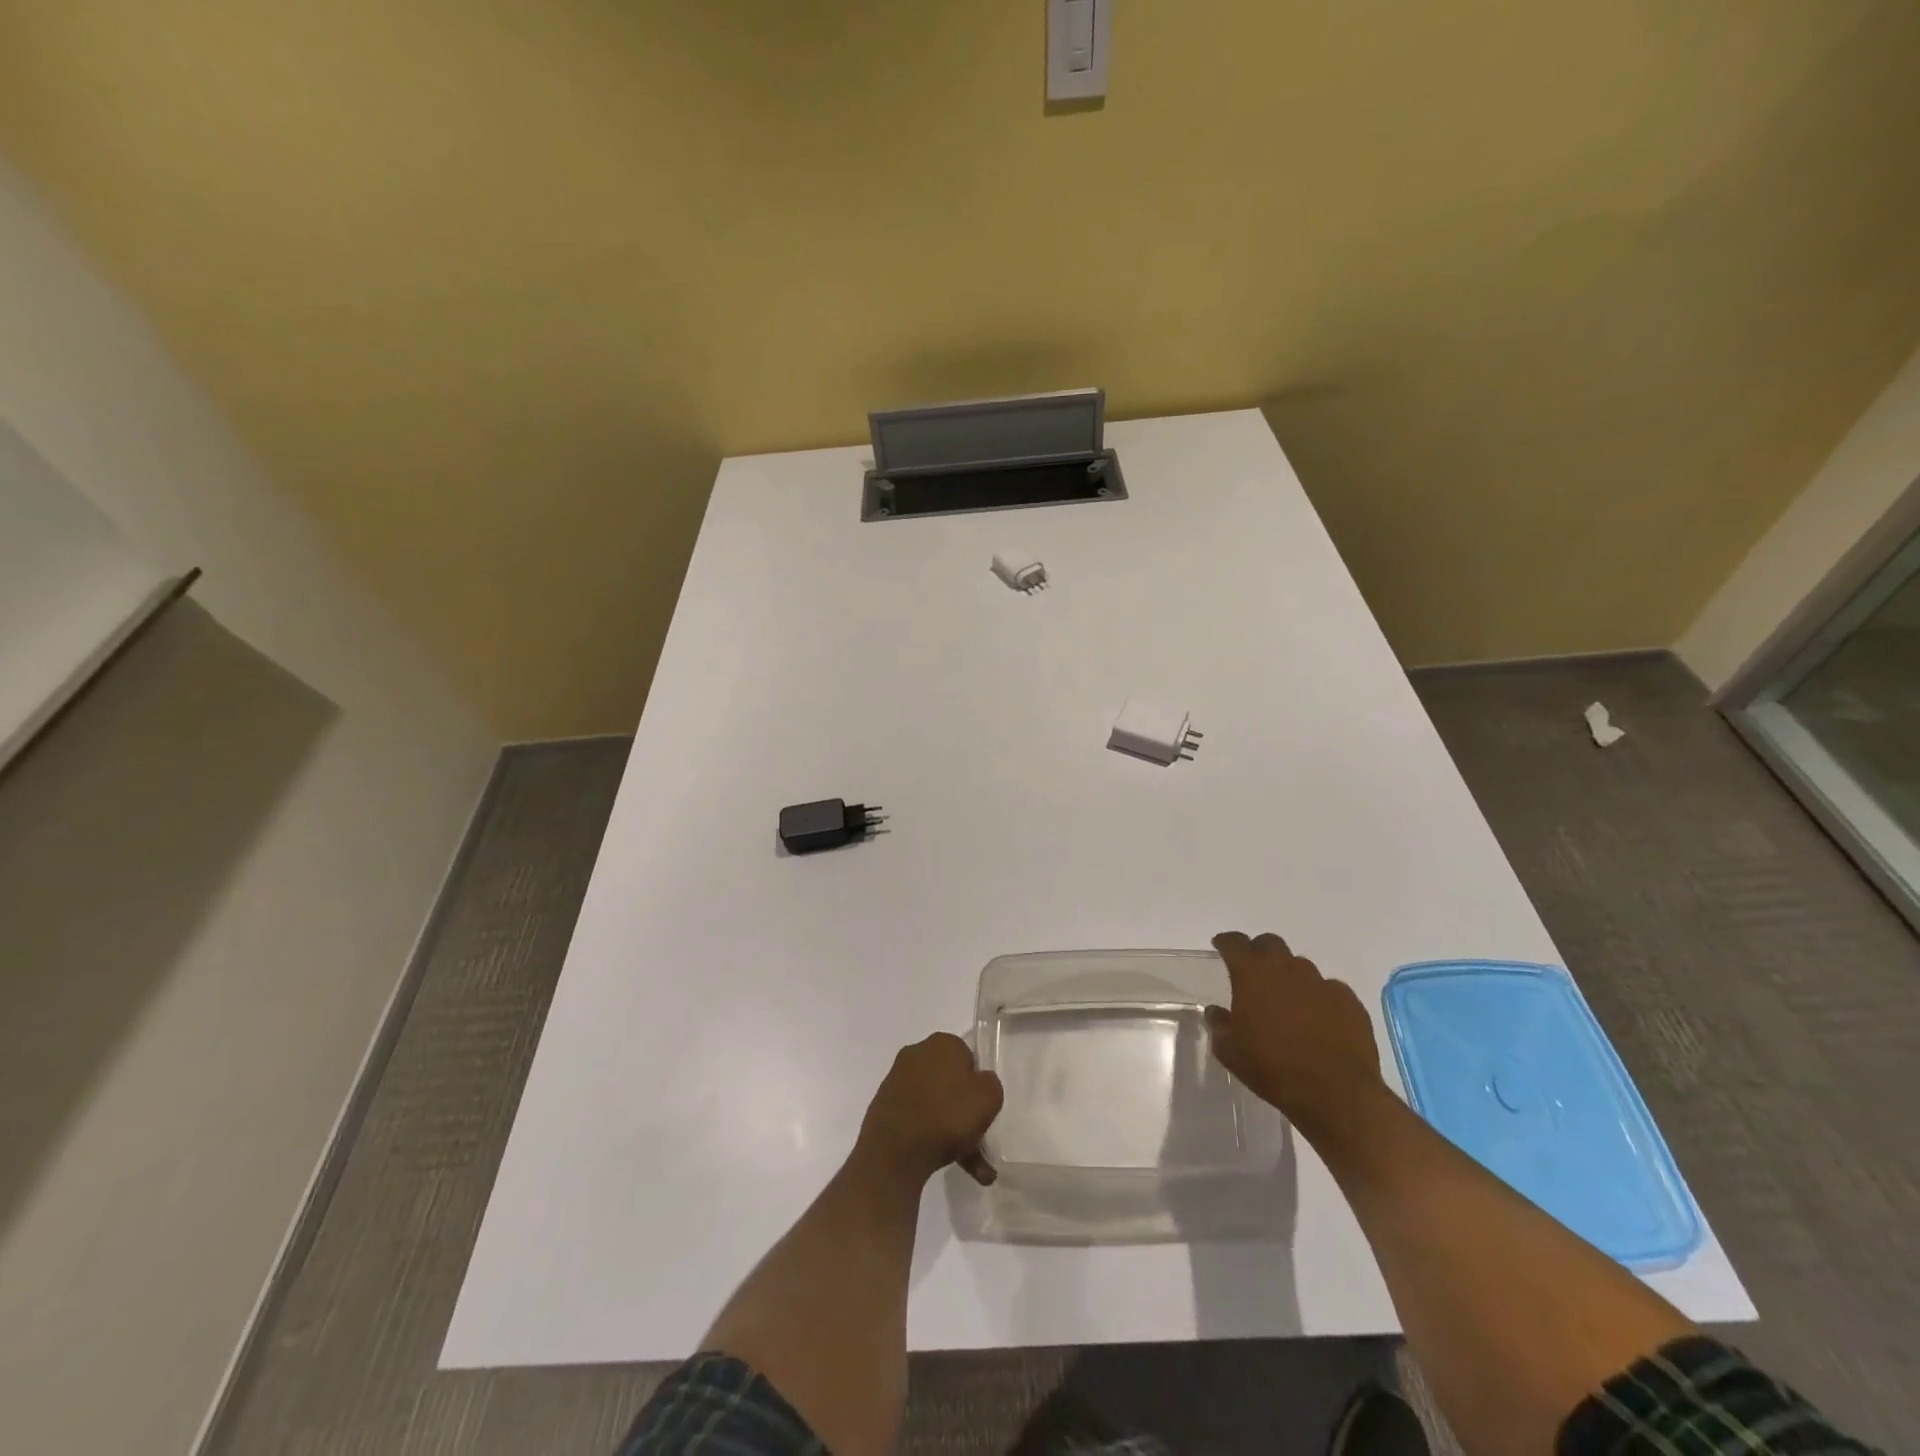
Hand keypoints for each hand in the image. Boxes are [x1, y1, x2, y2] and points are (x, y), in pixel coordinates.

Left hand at [855, 1032, 1004, 1186]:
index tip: (983, 1106)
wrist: (894, 1152)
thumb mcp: (989, 1097)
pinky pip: (918, 1119)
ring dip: (953, 1131)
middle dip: (965, 1111)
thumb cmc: (946, 1116)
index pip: (969, 1056)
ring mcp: (897, 1081)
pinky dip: (933, 1138)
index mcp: (942, 1042)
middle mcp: (917, 1054)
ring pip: (936, 1105)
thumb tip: (980, 1083)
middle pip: (951, 1081)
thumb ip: (991, 1084)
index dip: (978, 1083)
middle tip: (979, 1139)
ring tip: (973, 1168)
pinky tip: (950, 1164)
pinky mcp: (885, 1107)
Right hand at [1206, 931, 1388, 1140]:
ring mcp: (1322, 982)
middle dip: (1259, 952)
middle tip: (1254, 974)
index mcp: (1252, 974)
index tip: (1221, 946)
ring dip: (1290, 978)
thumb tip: (1217, 1012)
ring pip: (1300, 967)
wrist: (1336, 1094)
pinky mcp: (1349, 1001)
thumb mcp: (1229, 1051)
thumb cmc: (1272, 1068)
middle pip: (1270, 944)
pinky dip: (1319, 998)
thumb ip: (1219, 1024)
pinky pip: (1329, 989)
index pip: (1234, 942)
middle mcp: (1287, 968)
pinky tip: (1319, 1021)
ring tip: (1288, 1004)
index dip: (1226, 942)